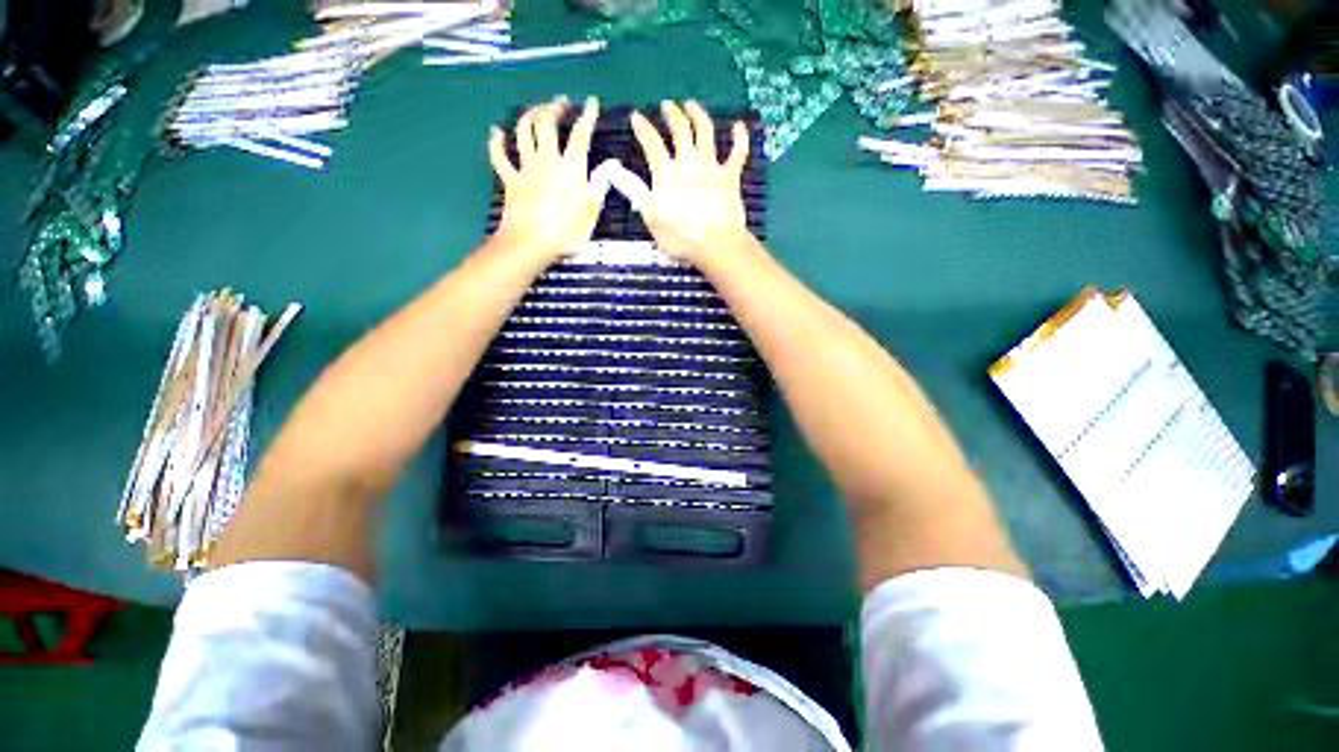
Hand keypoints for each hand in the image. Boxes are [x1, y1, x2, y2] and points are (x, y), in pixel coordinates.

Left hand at [489, 97, 603, 260]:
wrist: (531, 243)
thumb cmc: (567, 233)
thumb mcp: (591, 213)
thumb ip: (599, 186)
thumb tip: (610, 165)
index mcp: (571, 168)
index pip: (581, 135)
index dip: (587, 116)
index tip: (591, 102)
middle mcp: (547, 160)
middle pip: (547, 123)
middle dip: (555, 108)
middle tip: (562, 103)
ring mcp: (526, 168)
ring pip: (524, 131)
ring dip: (530, 115)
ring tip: (538, 110)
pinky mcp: (510, 180)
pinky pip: (500, 156)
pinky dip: (496, 142)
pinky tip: (496, 132)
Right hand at [631, 101, 751, 263]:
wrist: (716, 244)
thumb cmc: (680, 237)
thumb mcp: (651, 217)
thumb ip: (635, 191)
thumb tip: (613, 172)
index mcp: (666, 173)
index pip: (651, 143)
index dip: (643, 128)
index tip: (636, 116)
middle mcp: (688, 162)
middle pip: (680, 130)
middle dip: (672, 114)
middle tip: (667, 105)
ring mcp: (711, 167)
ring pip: (705, 132)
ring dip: (698, 114)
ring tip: (691, 105)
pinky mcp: (730, 177)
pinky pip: (737, 153)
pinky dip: (739, 138)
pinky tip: (738, 125)